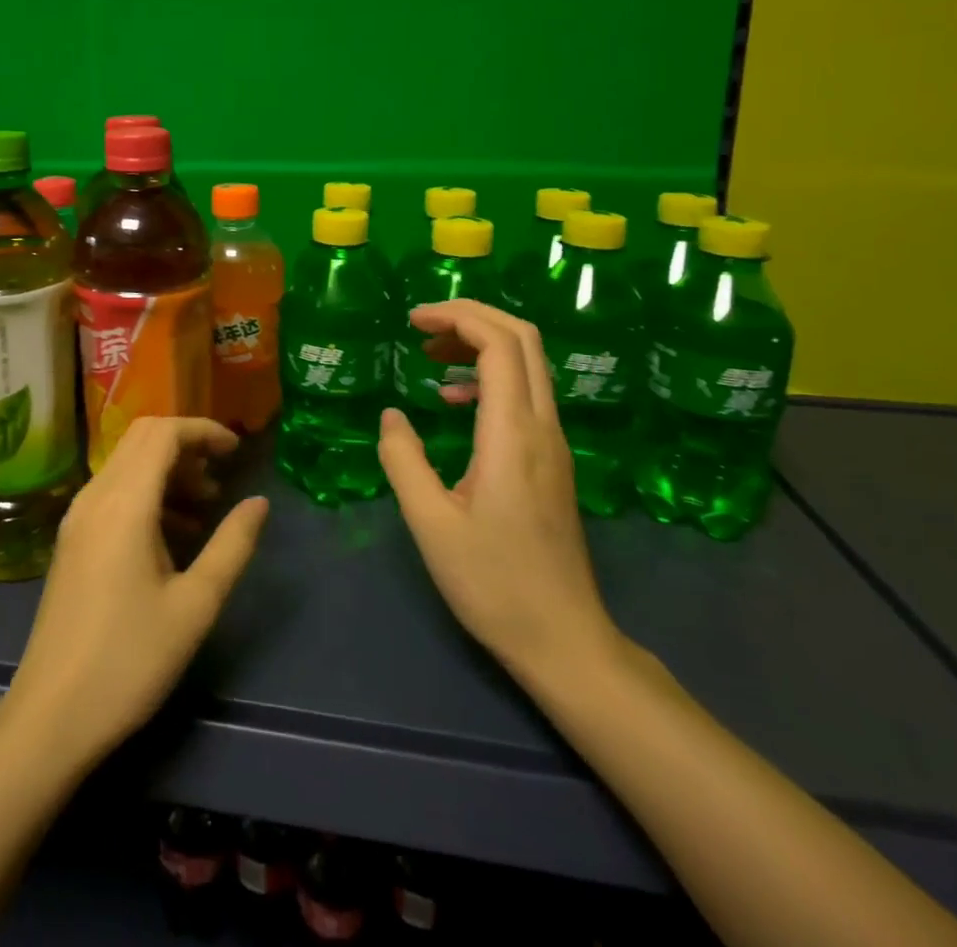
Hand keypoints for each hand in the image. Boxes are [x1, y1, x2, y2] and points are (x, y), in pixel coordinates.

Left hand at [0, 418, 269, 772]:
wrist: (51, 715)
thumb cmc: (130, 660)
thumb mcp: (195, 605)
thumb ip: (231, 545)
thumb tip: (258, 502)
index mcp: (125, 503)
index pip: (163, 433)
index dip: (203, 430)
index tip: (237, 451)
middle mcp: (95, 496)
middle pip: (142, 439)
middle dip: (186, 444)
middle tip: (222, 474)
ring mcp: (78, 517)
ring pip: (126, 464)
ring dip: (167, 470)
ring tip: (206, 507)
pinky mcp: (72, 540)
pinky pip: (113, 492)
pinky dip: (147, 493)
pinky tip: (173, 534)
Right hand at [378, 300, 620, 684]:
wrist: (564, 639)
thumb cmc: (493, 583)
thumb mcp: (430, 523)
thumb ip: (403, 460)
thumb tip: (392, 414)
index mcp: (512, 434)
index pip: (499, 343)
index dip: (456, 317)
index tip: (411, 320)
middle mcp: (542, 426)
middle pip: (523, 338)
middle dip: (471, 317)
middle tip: (421, 326)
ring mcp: (554, 443)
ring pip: (529, 363)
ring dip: (481, 343)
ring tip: (431, 356)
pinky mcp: (553, 460)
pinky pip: (527, 392)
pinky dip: (491, 375)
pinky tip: (456, 401)